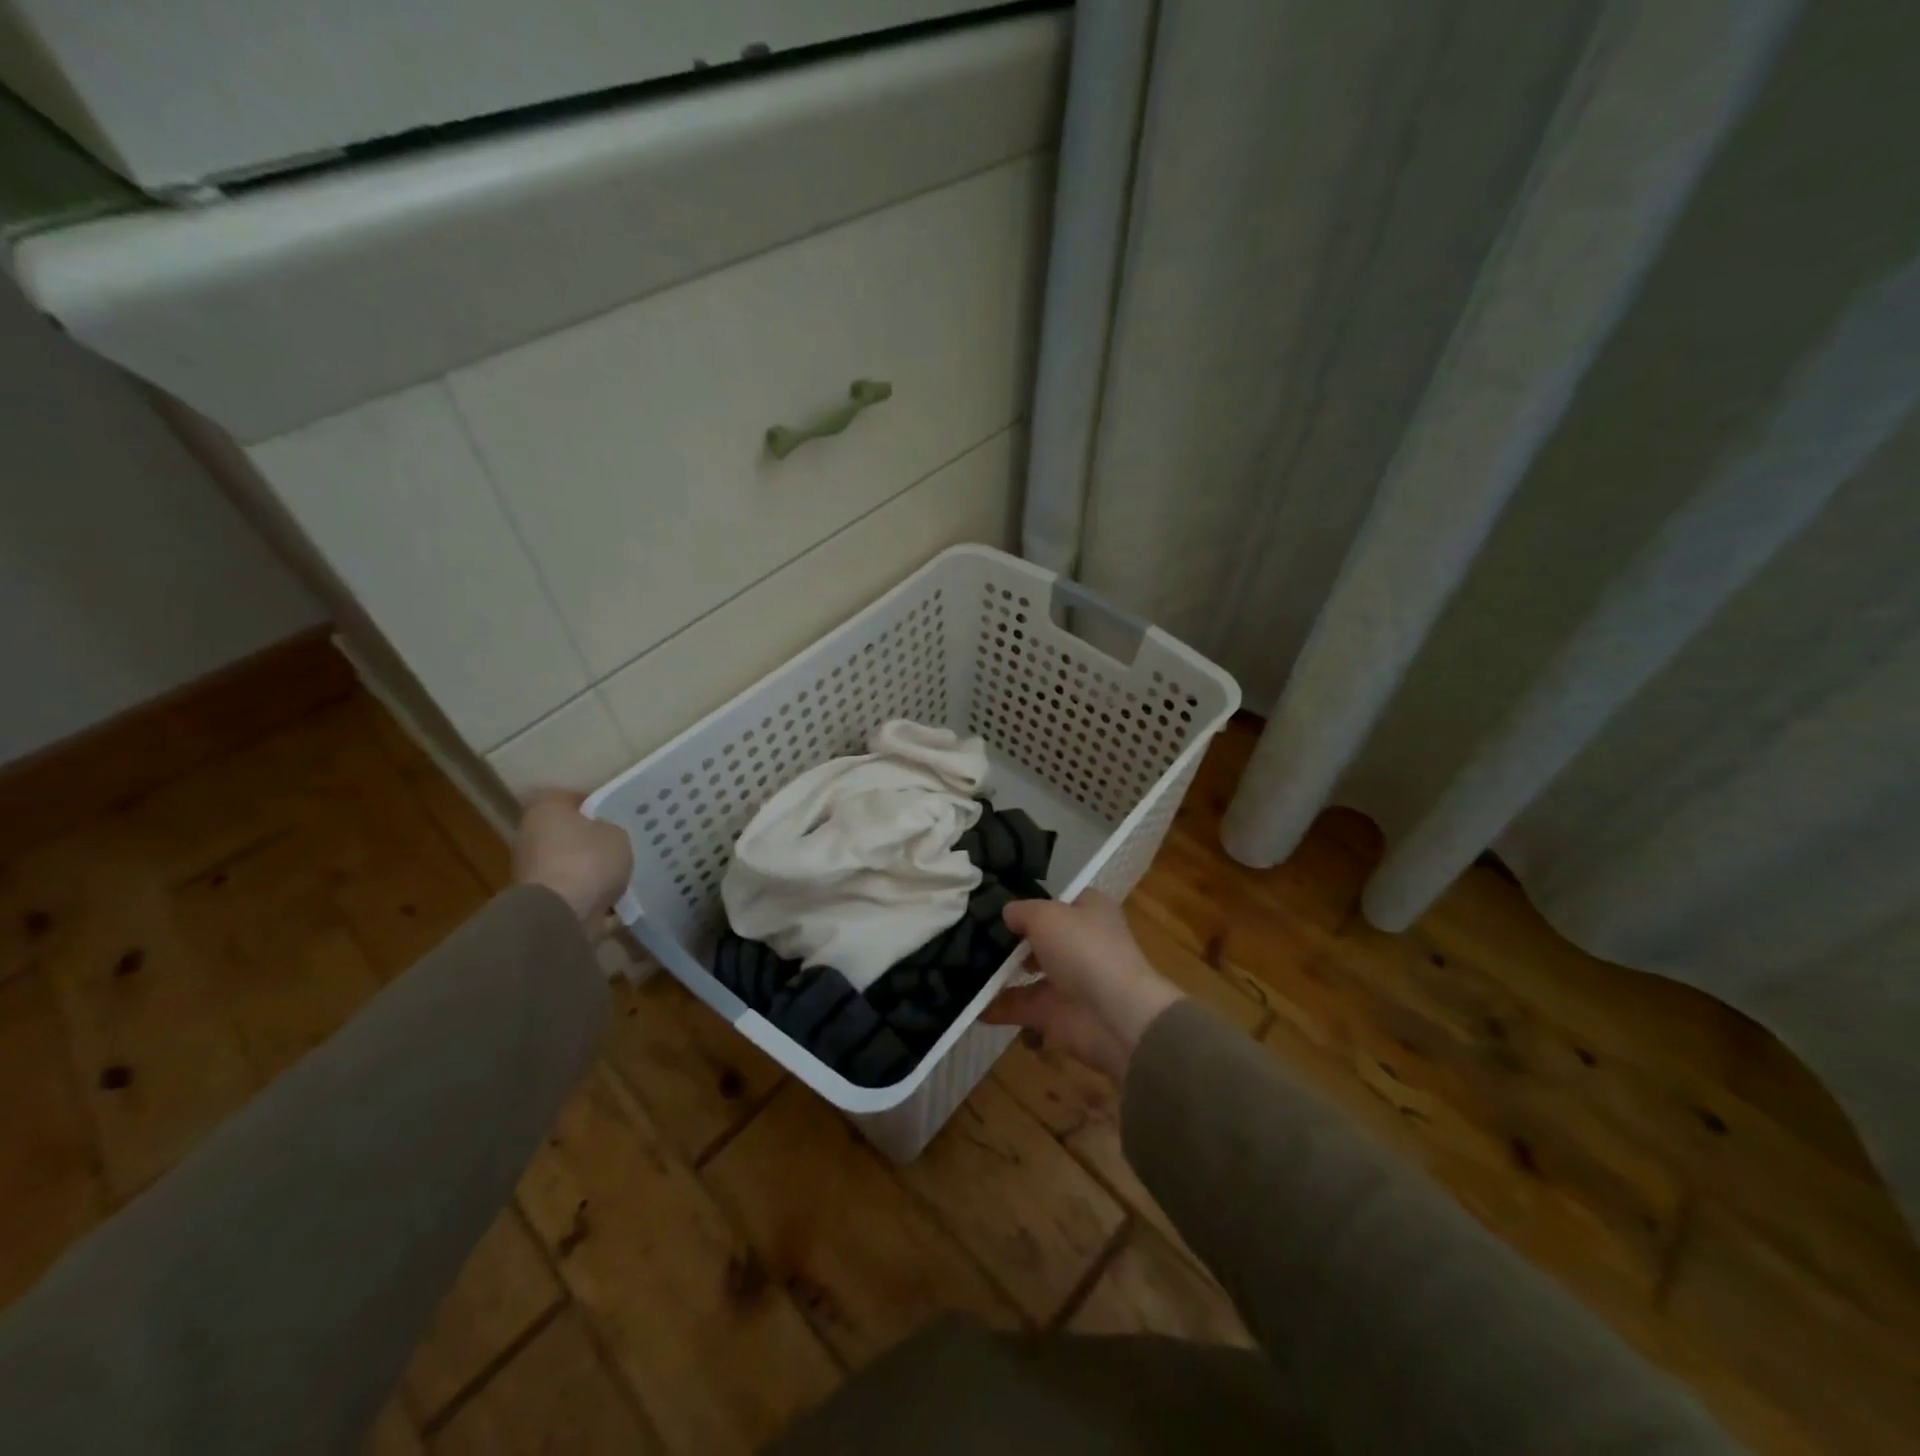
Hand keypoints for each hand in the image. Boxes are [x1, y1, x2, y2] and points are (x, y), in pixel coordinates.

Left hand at [512, 791, 633, 933]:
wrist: (561, 915)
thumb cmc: (588, 860)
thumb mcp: (617, 834)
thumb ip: (612, 830)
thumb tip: (606, 835)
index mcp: (546, 808)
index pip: (574, 798)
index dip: (600, 805)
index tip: (621, 815)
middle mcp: (532, 835)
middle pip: (569, 833)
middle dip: (594, 839)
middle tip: (624, 843)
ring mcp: (533, 870)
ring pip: (572, 862)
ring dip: (592, 868)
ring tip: (624, 872)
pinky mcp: (542, 900)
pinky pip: (574, 891)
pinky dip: (591, 894)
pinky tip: (617, 898)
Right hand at [982, 890, 1183, 1084]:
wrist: (1114, 1016)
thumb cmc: (1084, 950)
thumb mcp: (1046, 915)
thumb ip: (1022, 911)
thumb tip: (1007, 914)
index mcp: (1089, 912)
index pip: (1057, 901)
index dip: (1030, 902)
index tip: (994, 904)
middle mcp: (1080, 945)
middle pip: (1039, 939)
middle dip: (1008, 941)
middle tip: (968, 936)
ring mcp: (1068, 982)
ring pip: (1027, 975)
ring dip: (998, 975)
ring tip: (960, 967)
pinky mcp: (1055, 1016)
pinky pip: (1019, 1008)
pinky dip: (996, 1008)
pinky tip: (968, 1002)